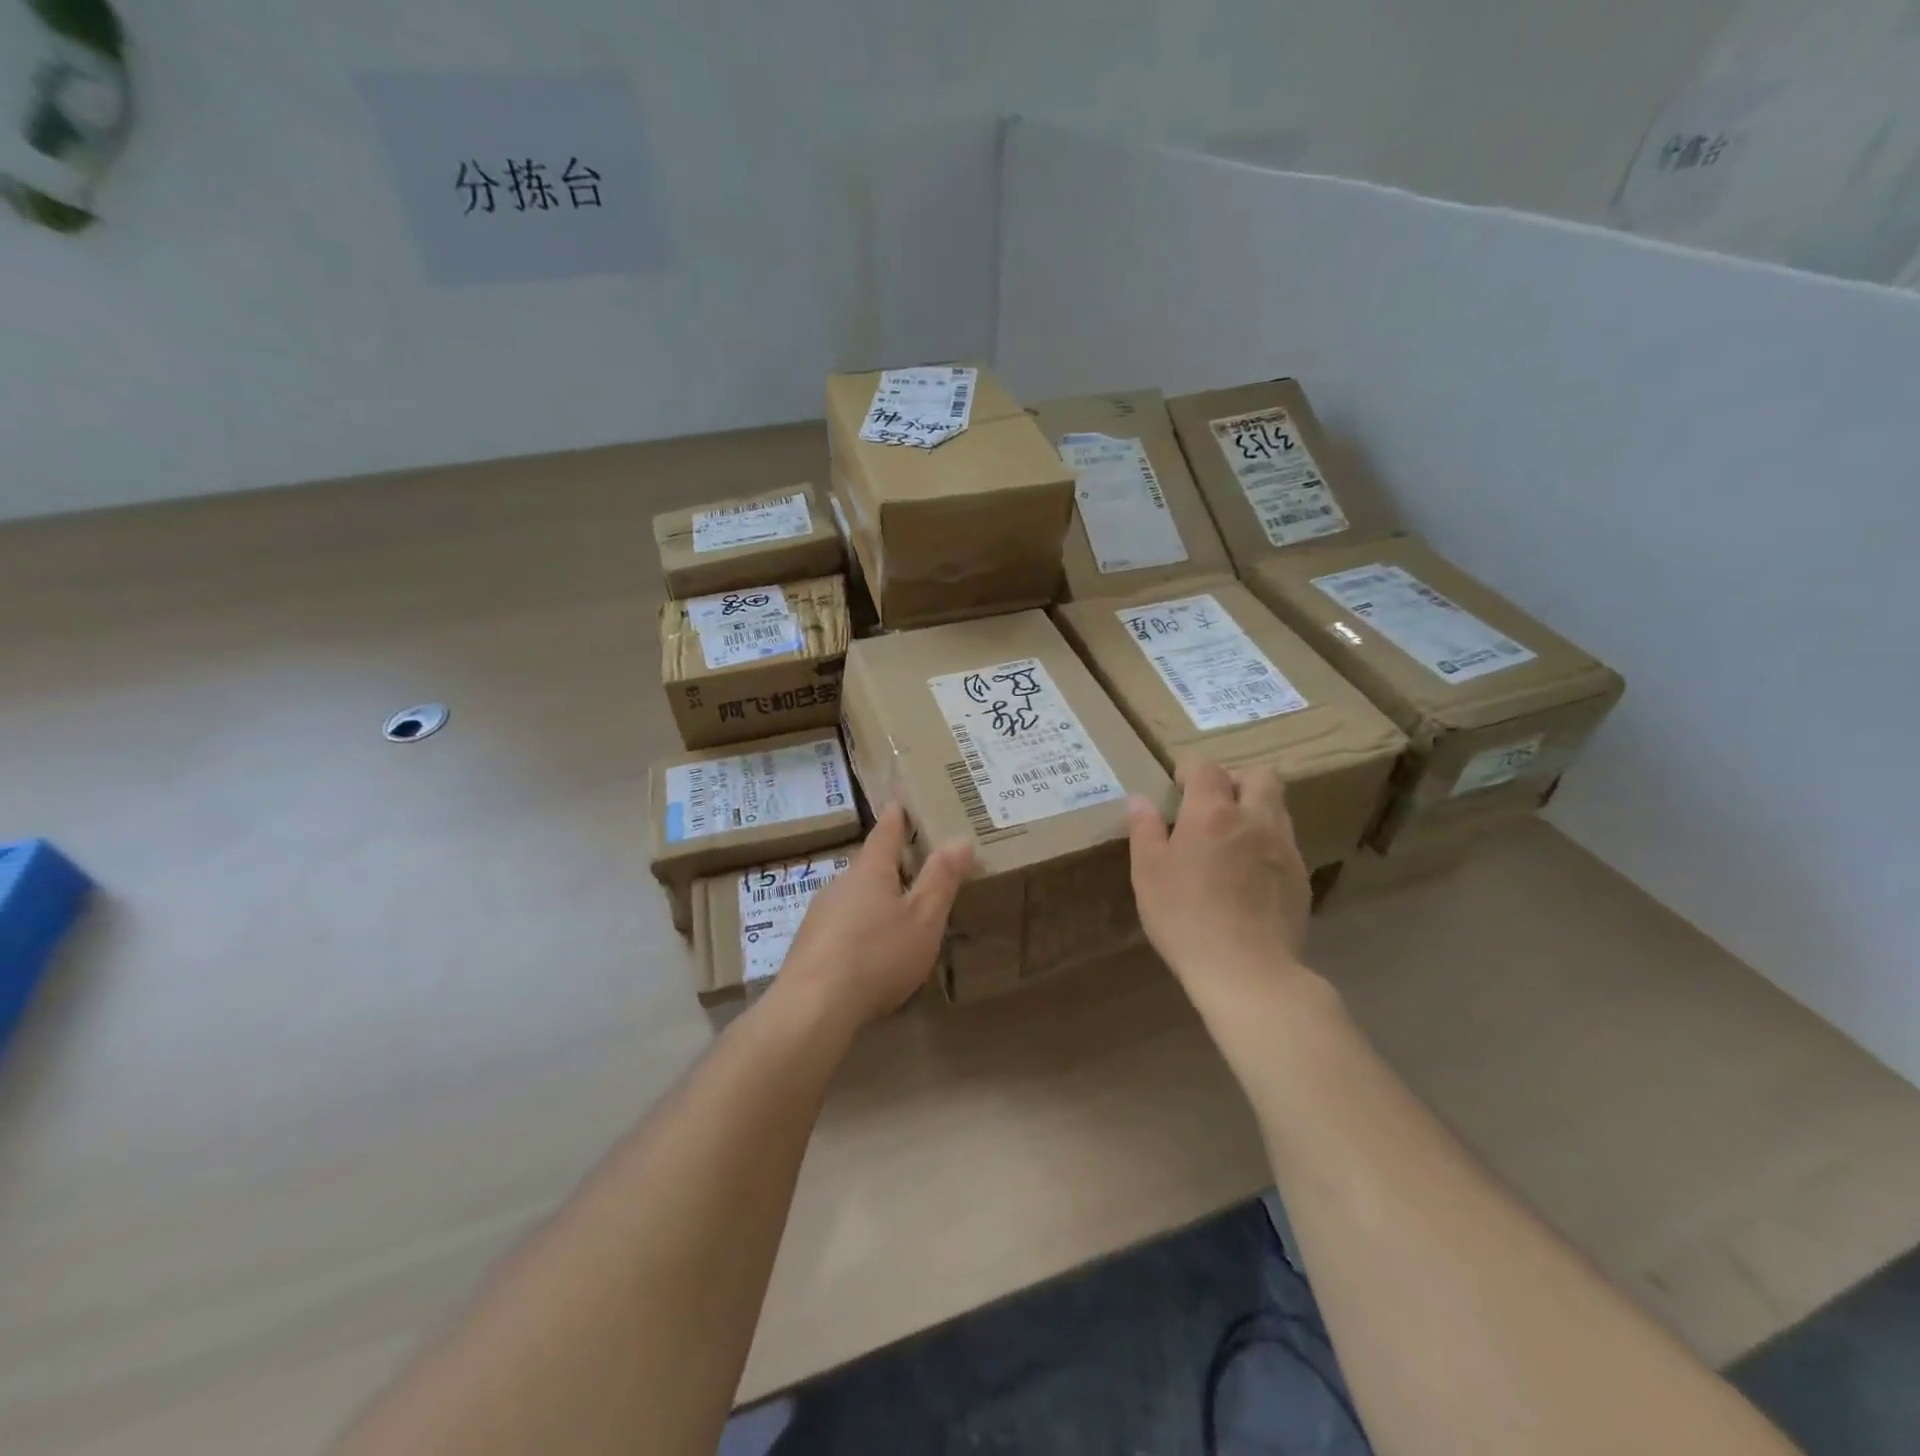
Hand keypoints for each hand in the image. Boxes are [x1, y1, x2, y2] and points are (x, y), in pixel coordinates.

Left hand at [774, 803, 972, 1033]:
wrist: (813, 1007)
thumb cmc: (877, 955)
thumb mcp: (923, 919)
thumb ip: (942, 879)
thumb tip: (960, 838)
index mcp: (870, 871)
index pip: (885, 833)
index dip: (895, 818)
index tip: (897, 803)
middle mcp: (840, 884)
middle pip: (867, 866)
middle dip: (887, 865)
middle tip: (910, 866)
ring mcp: (819, 915)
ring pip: (852, 897)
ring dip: (872, 900)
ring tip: (894, 914)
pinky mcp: (808, 946)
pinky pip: (840, 926)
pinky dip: (858, 929)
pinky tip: (868, 952)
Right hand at [1127, 759, 1312, 999]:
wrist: (1247, 970)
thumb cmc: (1185, 917)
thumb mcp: (1148, 873)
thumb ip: (1144, 830)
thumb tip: (1140, 799)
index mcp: (1213, 813)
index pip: (1206, 768)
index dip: (1190, 769)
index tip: (1177, 785)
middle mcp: (1255, 819)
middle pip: (1259, 776)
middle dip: (1235, 780)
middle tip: (1212, 804)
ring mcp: (1284, 848)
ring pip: (1277, 808)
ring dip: (1255, 809)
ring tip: (1231, 838)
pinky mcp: (1300, 878)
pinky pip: (1285, 843)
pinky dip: (1267, 842)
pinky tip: (1249, 873)